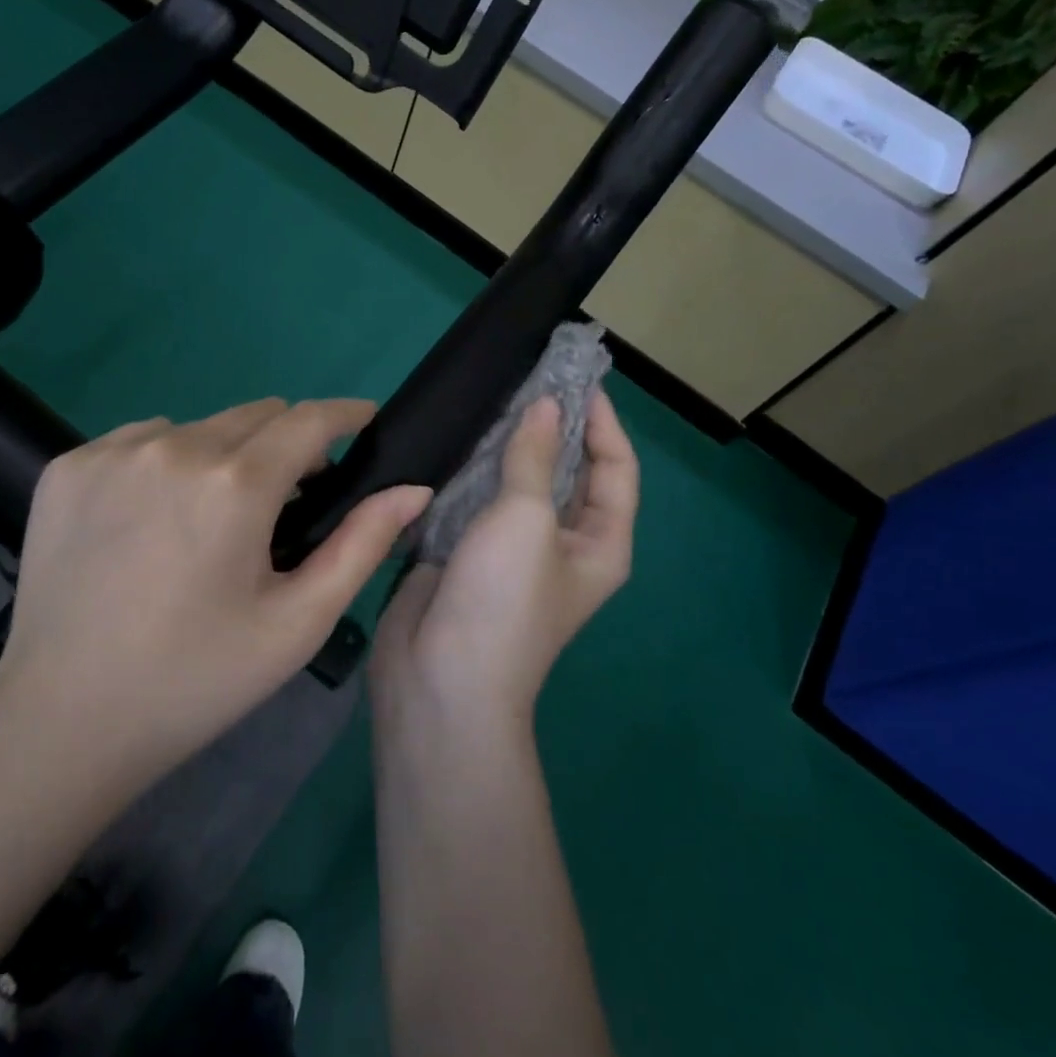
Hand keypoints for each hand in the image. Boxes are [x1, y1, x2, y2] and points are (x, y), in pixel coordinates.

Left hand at [0, 399, 431, 799]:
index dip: (346, 414)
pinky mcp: (68, 466)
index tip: (364, 422)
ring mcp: (112, 453)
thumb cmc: (196, 680)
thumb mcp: (296, 623)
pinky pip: (142, 440)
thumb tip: (414, 488)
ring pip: (200, 427)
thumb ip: (362, 545)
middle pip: (257, 416)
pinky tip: (153, 520)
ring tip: (212, 519)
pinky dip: (166, 463)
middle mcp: (174, 448)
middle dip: (286, 445)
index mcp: (235, 485)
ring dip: (224, 455)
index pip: (309, 418)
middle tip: (286, 502)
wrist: (61, 726)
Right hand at [372, 389, 638, 728]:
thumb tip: (545, 405)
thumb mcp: (527, 520)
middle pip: (568, 471)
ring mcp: (512, 547)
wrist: (439, 680)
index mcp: (600, 541)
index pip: (616, 467)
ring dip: (510, 443)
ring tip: (492, 396)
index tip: (576, 377)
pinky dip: (472, 467)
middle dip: (553, 425)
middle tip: (528, 376)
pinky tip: (456, 435)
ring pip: (519, 481)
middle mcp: (563, 543)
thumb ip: (534, 457)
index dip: (602, 421)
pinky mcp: (468, 550)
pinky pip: (478, 497)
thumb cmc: (503, 599)